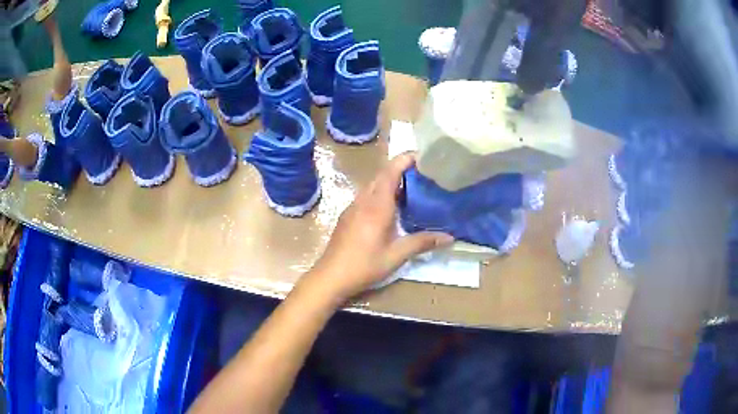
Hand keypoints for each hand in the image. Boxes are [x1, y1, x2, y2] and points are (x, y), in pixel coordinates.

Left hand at [306, 153, 453, 300]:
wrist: (330, 276)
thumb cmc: (364, 265)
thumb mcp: (396, 255)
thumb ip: (422, 242)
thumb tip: (450, 237)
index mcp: (376, 205)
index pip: (390, 172)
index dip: (404, 159)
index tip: (421, 155)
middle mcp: (363, 200)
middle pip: (381, 175)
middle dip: (400, 169)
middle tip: (422, 173)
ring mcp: (352, 207)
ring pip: (373, 185)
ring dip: (390, 181)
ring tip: (410, 188)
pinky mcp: (347, 216)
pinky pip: (366, 196)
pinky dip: (380, 193)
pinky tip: (390, 208)